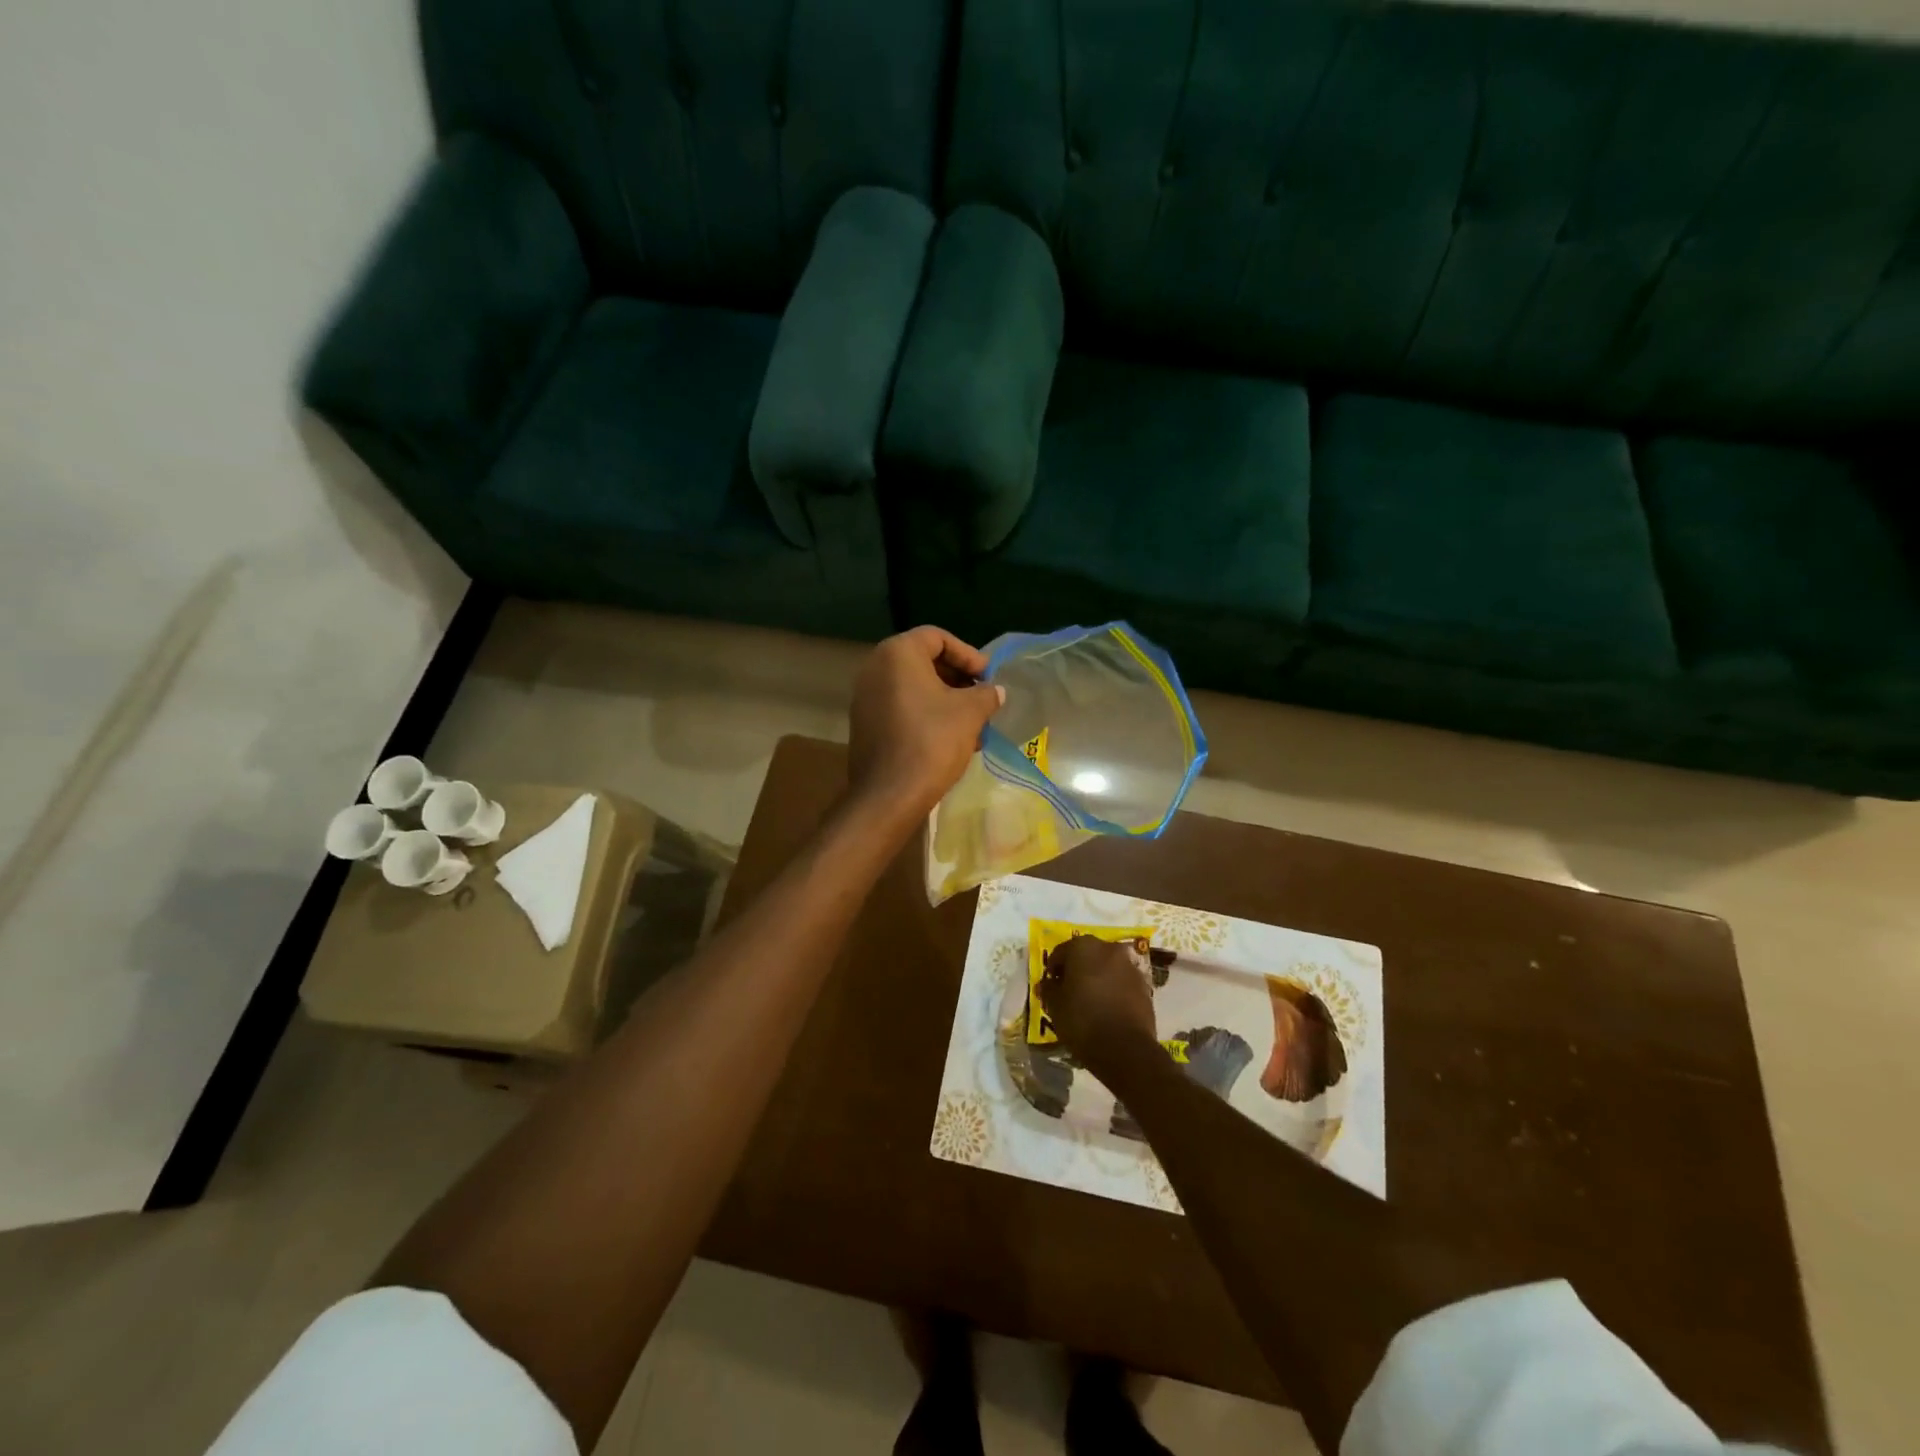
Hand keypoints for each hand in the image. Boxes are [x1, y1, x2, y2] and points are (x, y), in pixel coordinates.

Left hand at [847, 626, 1004, 822]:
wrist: (889, 795)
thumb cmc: (932, 742)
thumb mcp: (971, 713)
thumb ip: (986, 694)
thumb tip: (994, 691)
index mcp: (897, 654)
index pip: (937, 637)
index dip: (968, 654)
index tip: (988, 677)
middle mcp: (874, 668)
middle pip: (924, 661)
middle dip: (958, 679)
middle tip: (982, 698)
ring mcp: (865, 697)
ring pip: (914, 688)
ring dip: (945, 700)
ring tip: (973, 725)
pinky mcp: (865, 724)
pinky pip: (900, 707)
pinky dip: (926, 715)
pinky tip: (951, 739)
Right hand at [1039, 936, 1159, 1072]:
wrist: (1126, 1049)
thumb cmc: (1082, 1020)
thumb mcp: (1055, 1006)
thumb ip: (1049, 988)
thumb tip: (1048, 983)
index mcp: (1083, 946)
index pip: (1060, 952)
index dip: (1053, 970)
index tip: (1051, 987)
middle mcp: (1109, 948)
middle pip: (1086, 956)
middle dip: (1077, 971)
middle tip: (1069, 992)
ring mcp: (1130, 966)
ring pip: (1106, 968)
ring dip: (1097, 979)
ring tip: (1089, 1002)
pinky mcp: (1145, 985)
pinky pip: (1122, 983)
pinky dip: (1113, 990)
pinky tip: (1107, 1009)